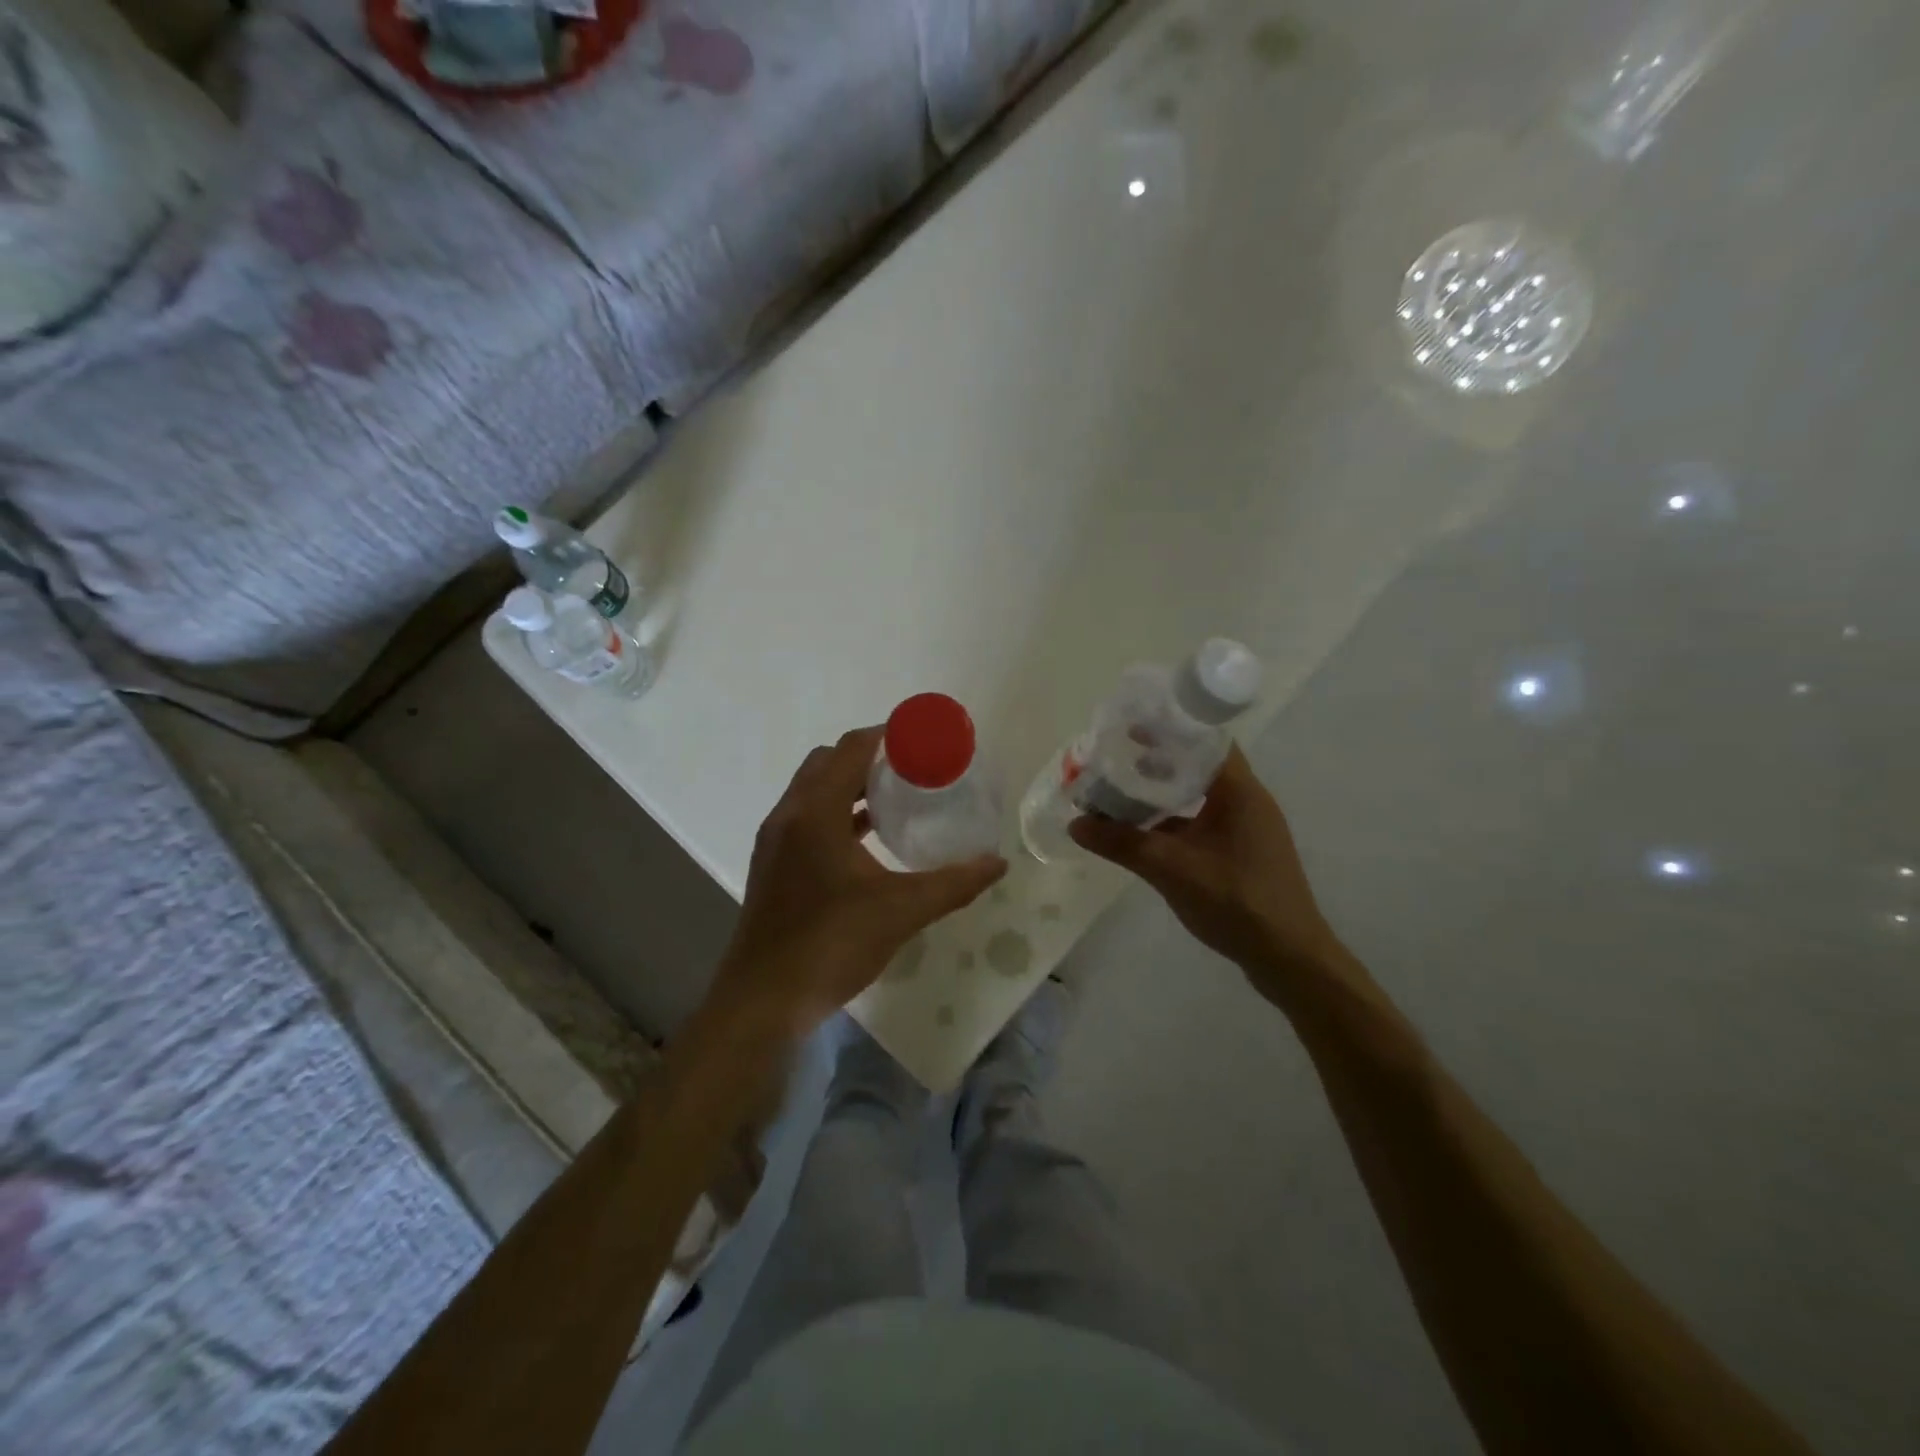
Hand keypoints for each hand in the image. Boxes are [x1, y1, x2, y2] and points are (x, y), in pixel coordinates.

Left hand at [707, 726, 1005, 1039]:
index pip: (850, 749)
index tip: (923, 740)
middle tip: (912, 769)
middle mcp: (789, 815)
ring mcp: (775, 840)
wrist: (764, 999)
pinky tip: (867, 840)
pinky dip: (836, 813)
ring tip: (896, 798)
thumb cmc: (832, 944)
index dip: (887, 735)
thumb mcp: (902, 910)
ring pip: (813, 791)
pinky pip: (806, 818)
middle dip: (869, 757)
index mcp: (816, 812)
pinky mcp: (772, 864)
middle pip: (828, 762)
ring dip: (850, 785)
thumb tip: (998, 863)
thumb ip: (953, 883)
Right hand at [1069, 745, 1348, 1004]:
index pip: (1206, 740)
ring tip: (1123, 793)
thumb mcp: (1171, 869)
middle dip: (1158, 761)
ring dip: (1164, 794)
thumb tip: (1075, 824)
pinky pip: (1204, 825)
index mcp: (1240, 792)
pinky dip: (1175, 823)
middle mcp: (1248, 803)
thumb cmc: (1236, 901)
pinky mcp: (1243, 856)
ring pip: (1200, 798)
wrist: (1289, 959)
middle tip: (1118, 759)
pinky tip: (1144, 835)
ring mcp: (1248, 831)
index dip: (1170, 730)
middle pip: (1200, 766)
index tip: (1132, 729)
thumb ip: (1122, 844)